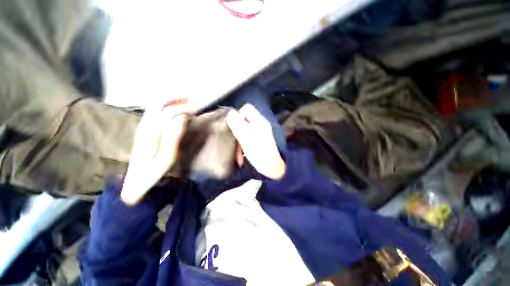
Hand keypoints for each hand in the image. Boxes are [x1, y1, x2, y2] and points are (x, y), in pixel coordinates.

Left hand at [121, 99, 191, 204]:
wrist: (135, 180)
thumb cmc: (154, 170)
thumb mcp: (167, 157)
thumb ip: (174, 136)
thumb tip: (182, 118)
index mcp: (151, 131)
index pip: (167, 111)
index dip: (182, 107)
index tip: (195, 110)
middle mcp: (145, 124)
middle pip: (158, 103)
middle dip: (176, 98)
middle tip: (191, 100)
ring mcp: (143, 125)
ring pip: (155, 105)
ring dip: (171, 101)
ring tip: (186, 101)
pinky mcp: (144, 128)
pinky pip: (154, 111)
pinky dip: (166, 106)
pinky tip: (175, 109)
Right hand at [226, 104, 285, 179]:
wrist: (273, 168)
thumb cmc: (260, 155)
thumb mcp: (246, 141)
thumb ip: (238, 127)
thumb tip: (230, 113)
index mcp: (259, 122)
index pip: (247, 108)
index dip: (239, 116)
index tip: (235, 128)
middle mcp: (261, 124)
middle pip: (245, 119)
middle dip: (238, 130)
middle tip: (236, 142)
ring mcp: (261, 132)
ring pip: (245, 129)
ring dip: (240, 139)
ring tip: (239, 153)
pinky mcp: (260, 139)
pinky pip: (249, 136)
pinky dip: (244, 144)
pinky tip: (242, 154)